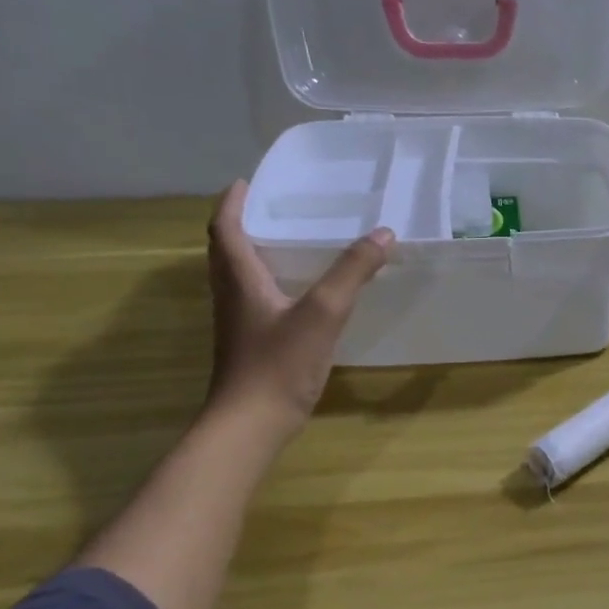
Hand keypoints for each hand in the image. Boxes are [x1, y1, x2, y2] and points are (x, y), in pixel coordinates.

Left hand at [204, 181, 393, 437]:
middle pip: (227, 251)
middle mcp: (232, 296)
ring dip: (255, 254)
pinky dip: (270, 283)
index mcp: (239, 280)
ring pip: (239, 277)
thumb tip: (383, 233)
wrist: (250, 425)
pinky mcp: (250, 345)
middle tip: (274, 208)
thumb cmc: (279, 363)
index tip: (248, 182)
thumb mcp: (323, 312)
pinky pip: (255, 300)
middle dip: (244, 225)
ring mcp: (238, 324)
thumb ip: (352, 272)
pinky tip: (301, 294)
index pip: (225, 229)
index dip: (233, 203)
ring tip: (290, 243)